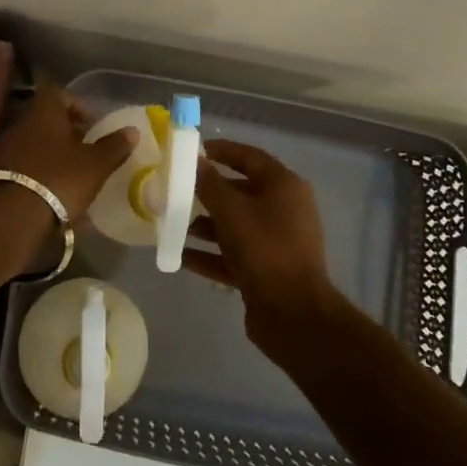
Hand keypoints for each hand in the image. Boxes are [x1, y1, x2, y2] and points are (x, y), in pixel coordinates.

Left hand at [0, 80, 137, 226]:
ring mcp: (6, 148)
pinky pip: (24, 163)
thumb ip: (114, 146)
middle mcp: (22, 123)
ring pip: (34, 141)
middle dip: (66, 131)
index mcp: (45, 112)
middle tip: (86, 148)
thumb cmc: (60, 179)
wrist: (13, 216)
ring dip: (52, 152)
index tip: (92, 123)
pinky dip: (39, 170)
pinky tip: (52, 189)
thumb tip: (132, 130)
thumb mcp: (96, 164)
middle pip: (46, 118)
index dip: (76, 104)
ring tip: (72, 171)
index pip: (58, 93)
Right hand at [186, 140, 340, 352]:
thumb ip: (210, 184)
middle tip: (176, 190)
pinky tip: (180, 256)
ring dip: (205, 225)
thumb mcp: (232, 211)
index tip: (193, 151)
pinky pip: (233, 255)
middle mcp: (283, 210)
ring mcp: (275, 242)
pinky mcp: (265, 270)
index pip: (250, 157)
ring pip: (235, 225)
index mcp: (284, 186)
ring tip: (173, 225)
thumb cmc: (264, 249)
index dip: (222, 151)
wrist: (293, 314)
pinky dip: (209, 254)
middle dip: (208, 192)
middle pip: (240, 191)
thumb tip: (195, 160)